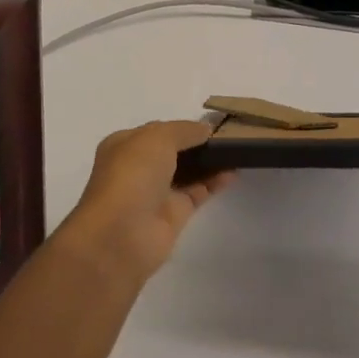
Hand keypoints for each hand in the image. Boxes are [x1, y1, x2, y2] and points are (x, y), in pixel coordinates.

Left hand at [59, 121, 234, 284]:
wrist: (121, 234)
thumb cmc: (133, 175)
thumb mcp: (157, 137)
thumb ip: (184, 130)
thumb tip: (205, 130)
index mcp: (124, 145)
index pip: (157, 130)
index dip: (181, 126)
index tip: (209, 122)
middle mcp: (138, 168)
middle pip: (173, 151)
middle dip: (196, 144)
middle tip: (228, 135)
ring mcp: (156, 192)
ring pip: (187, 172)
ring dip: (208, 161)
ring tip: (236, 149)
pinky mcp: (174, 214)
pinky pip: (198, 191)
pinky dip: (215, 181)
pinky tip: (234, 171)